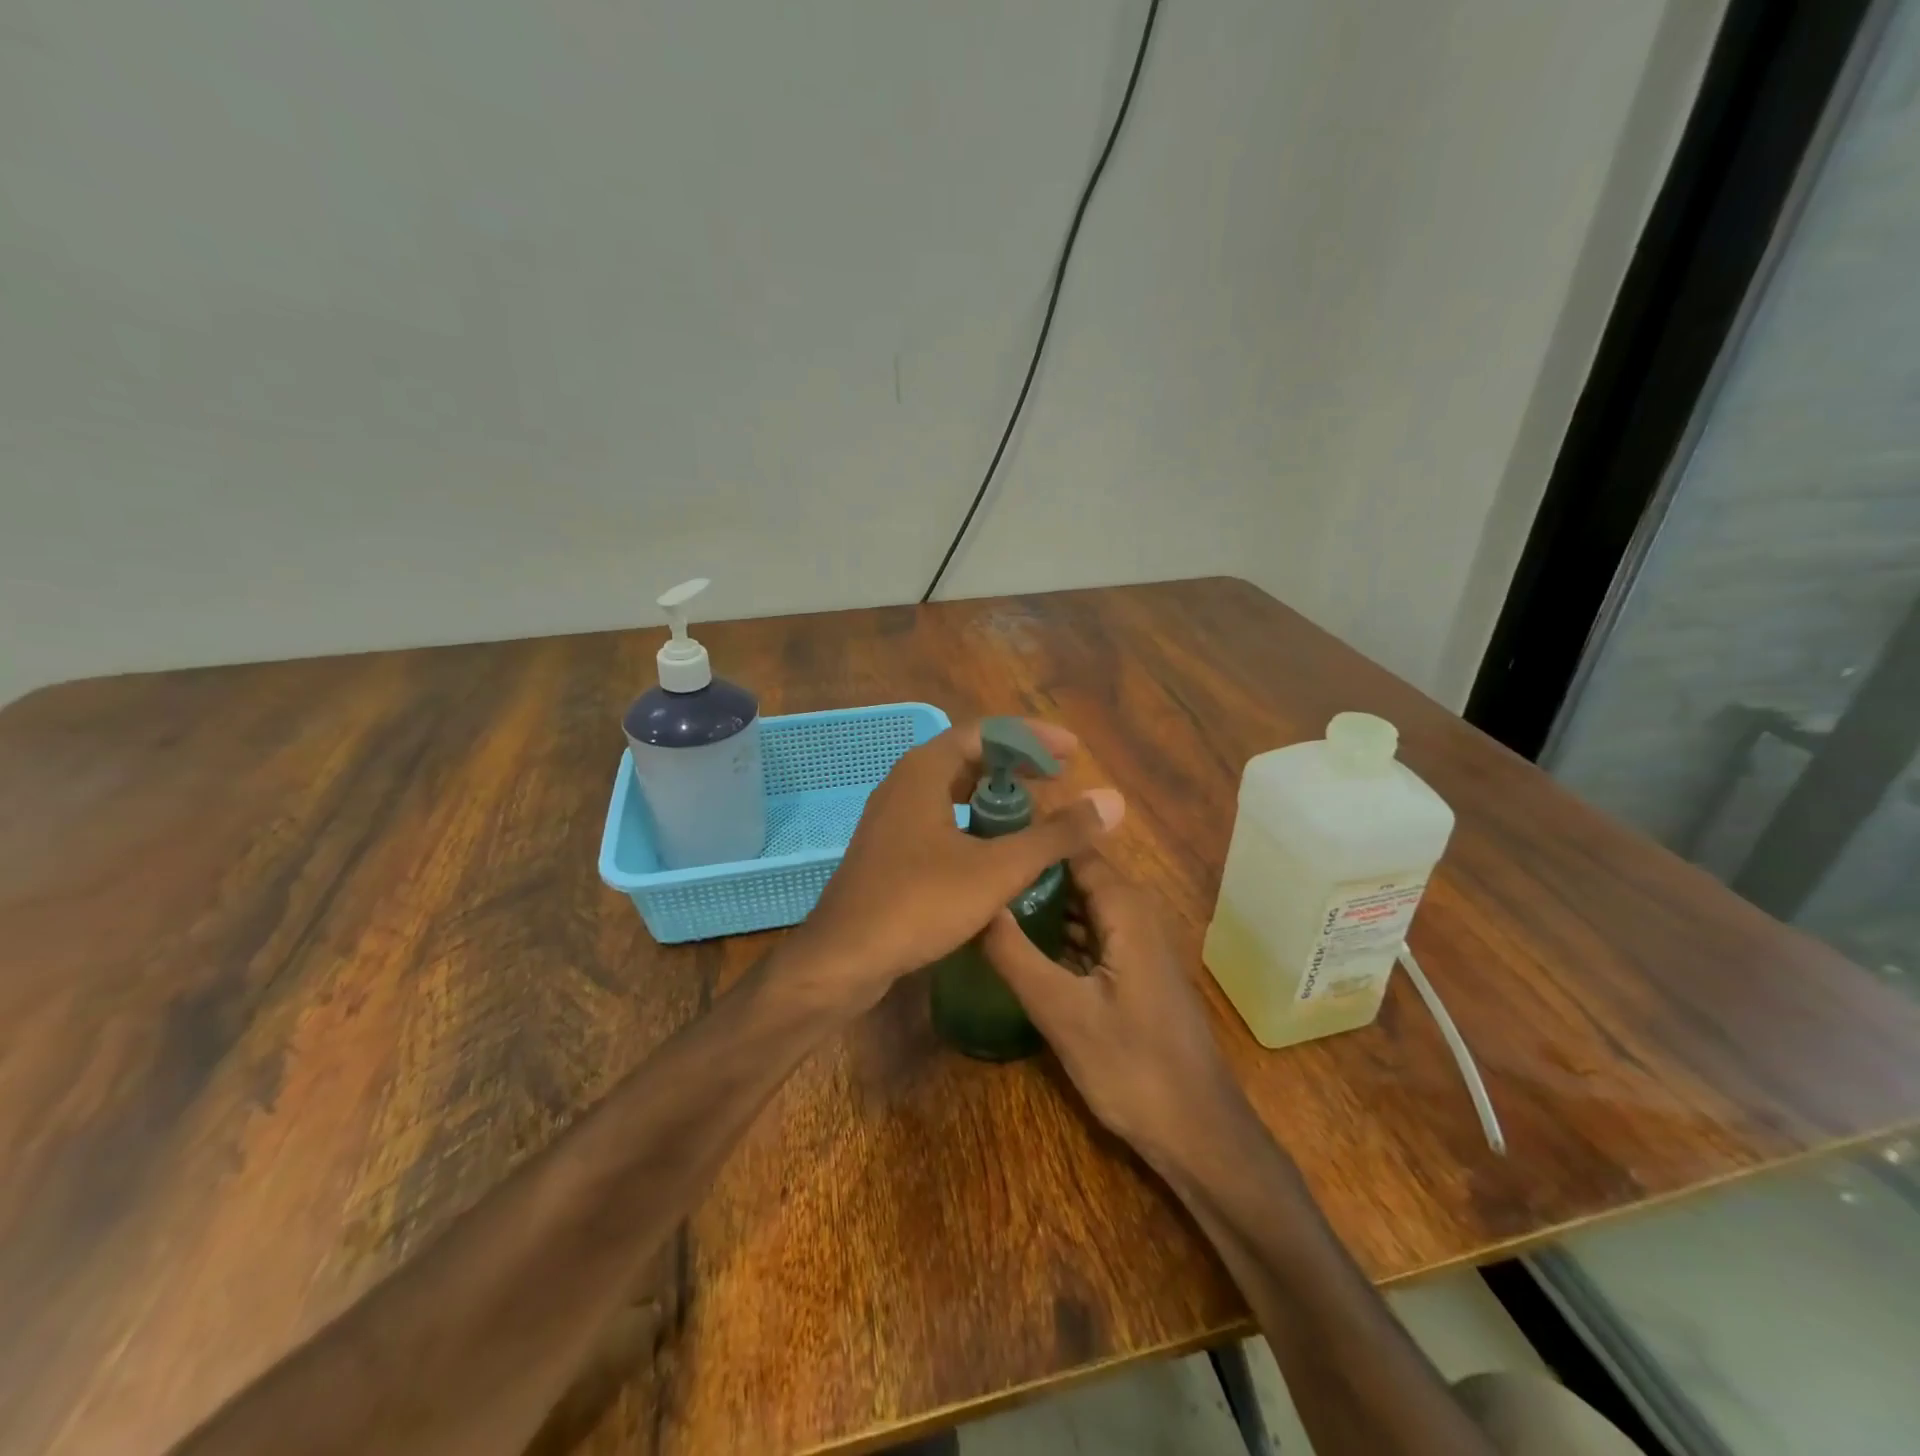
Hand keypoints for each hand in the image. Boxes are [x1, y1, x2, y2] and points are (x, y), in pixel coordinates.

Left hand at [790, 719, 1124, 1015]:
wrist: (844, 959)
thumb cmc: (919, 903)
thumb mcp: (997, 869)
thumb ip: (1055, 835)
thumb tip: (1112, 803)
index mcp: (924, 771)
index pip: (987, 732)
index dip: (1033, 738)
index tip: (1071, 752)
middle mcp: (904, 783)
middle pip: (968, 756)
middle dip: (1016, 764)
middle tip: (1058, 779)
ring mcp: (892, 818)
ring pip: (952, 790)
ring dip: (994, 795)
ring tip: (1034, 812)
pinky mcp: (889, 849)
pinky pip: (939, 818)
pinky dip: (973, 822)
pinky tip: (996, 850)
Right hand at [983, 846, 1248, 1161]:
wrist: (1199, 1132)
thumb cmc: (1132, 1067)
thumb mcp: (1061, 1011)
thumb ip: (1015, 954)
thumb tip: (975, 904)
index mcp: (1125, 909)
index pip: (1073, 849)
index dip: (1031, 842)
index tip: (983, 840)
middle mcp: (1136, 914)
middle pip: (1076, 876)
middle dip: (1030, 873)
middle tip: (976, 873)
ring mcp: (1138, 944)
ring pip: (1083, 907)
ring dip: (1042, 904)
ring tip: (987, 901)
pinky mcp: (1134, 972)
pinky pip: (1091, 935)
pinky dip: (1058, 933)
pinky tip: (1021, 944)